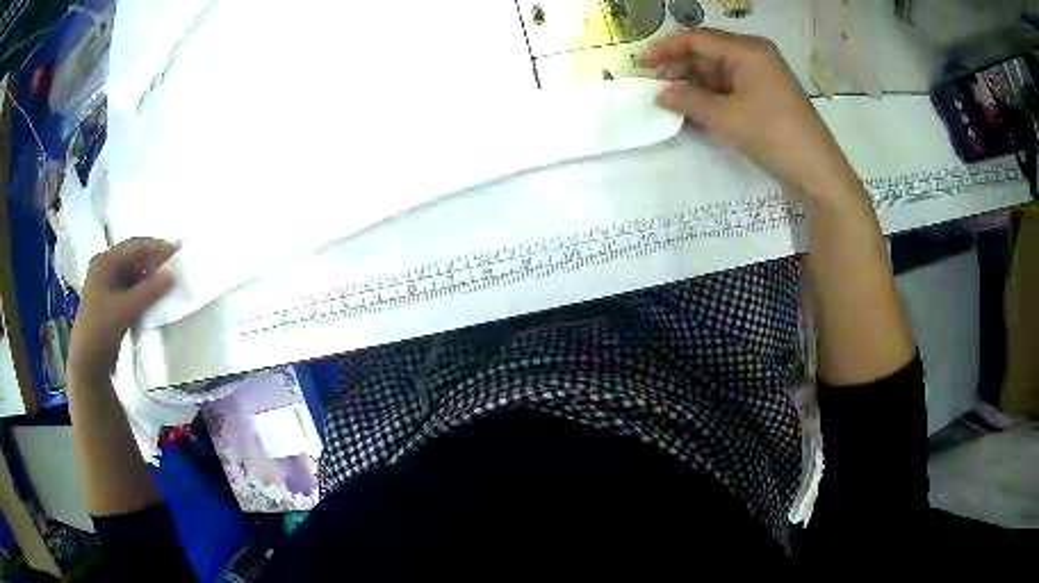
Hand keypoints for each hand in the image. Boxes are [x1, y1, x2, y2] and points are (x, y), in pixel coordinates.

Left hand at [68, 238, 174, 384]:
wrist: (87, 363)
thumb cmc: (101, 329)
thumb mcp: (125, 309)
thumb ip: (149, 292)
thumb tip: (172, 276)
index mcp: (104, 262)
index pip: (134, 246)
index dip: (155, 248)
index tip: (176, 254)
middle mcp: (105, 269)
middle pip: (133, 259)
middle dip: (153, 263)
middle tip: (174, 270)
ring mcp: (107, 286)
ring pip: (133, 275)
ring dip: (149, 278)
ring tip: (167, 284)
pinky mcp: (111, 303)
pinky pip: (130, 289)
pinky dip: (143, 292)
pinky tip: (154, 298)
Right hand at [640, 29, 863, 202]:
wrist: (818, 171)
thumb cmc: (773, 136)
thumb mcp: (726, 117)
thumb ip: (688, 100)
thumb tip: (660, 94)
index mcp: (747, 50)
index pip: (697, 39)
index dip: (666, 49)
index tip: (641, 64)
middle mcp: (755, 55)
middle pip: (708, 53)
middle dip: (681, 69)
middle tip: (658, 90)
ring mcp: (763, 75)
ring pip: (718, 72)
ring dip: (695, 86)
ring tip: (673, 104)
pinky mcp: (767, 94)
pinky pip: (732, 87)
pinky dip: (713, 97)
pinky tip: (697, 112)